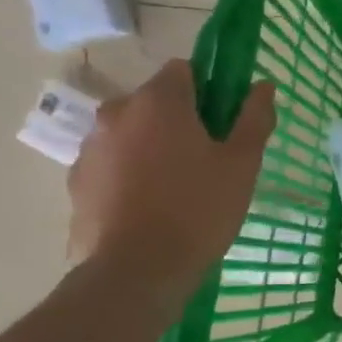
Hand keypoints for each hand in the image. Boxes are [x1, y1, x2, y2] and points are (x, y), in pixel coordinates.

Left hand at [68, 60, 274, 304]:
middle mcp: (117, 113)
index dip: (209, 91)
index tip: (225, 123)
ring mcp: (91, 147)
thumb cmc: (198, 210)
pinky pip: (112, 164)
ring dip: (153, 148)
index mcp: (159, 101)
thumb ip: (254, 119)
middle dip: (180, 121)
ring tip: (177, 189)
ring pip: (132, 134)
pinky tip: (150, 207)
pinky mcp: (77, 182)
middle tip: (207, 160)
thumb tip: (264, 85)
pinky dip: (130, 174)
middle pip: (156, 102)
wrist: (136, 271)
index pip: (185, 70)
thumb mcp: (242, 165)